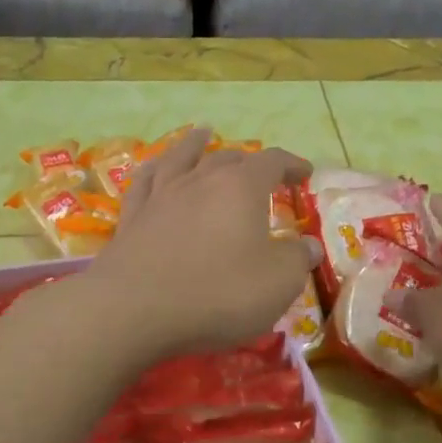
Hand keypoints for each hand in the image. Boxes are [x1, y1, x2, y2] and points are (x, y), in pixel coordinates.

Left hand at [86, 128, 315, 357]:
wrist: (135, 309)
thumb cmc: (218, 293)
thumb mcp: (277, 282)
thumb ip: (297, 259)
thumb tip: (309, 245)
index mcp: (241, 188)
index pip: (272, 162)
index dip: (291, 164)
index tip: (305, 172)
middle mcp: (200, 181)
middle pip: (227, 158)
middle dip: (248, 160)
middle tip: (259, 169)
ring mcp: (161, 197)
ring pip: (181, 158)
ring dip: (195, 144)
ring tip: (202, 132)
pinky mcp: (132, 219)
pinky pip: (144, 183)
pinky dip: (153, 170)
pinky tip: (153, 167)